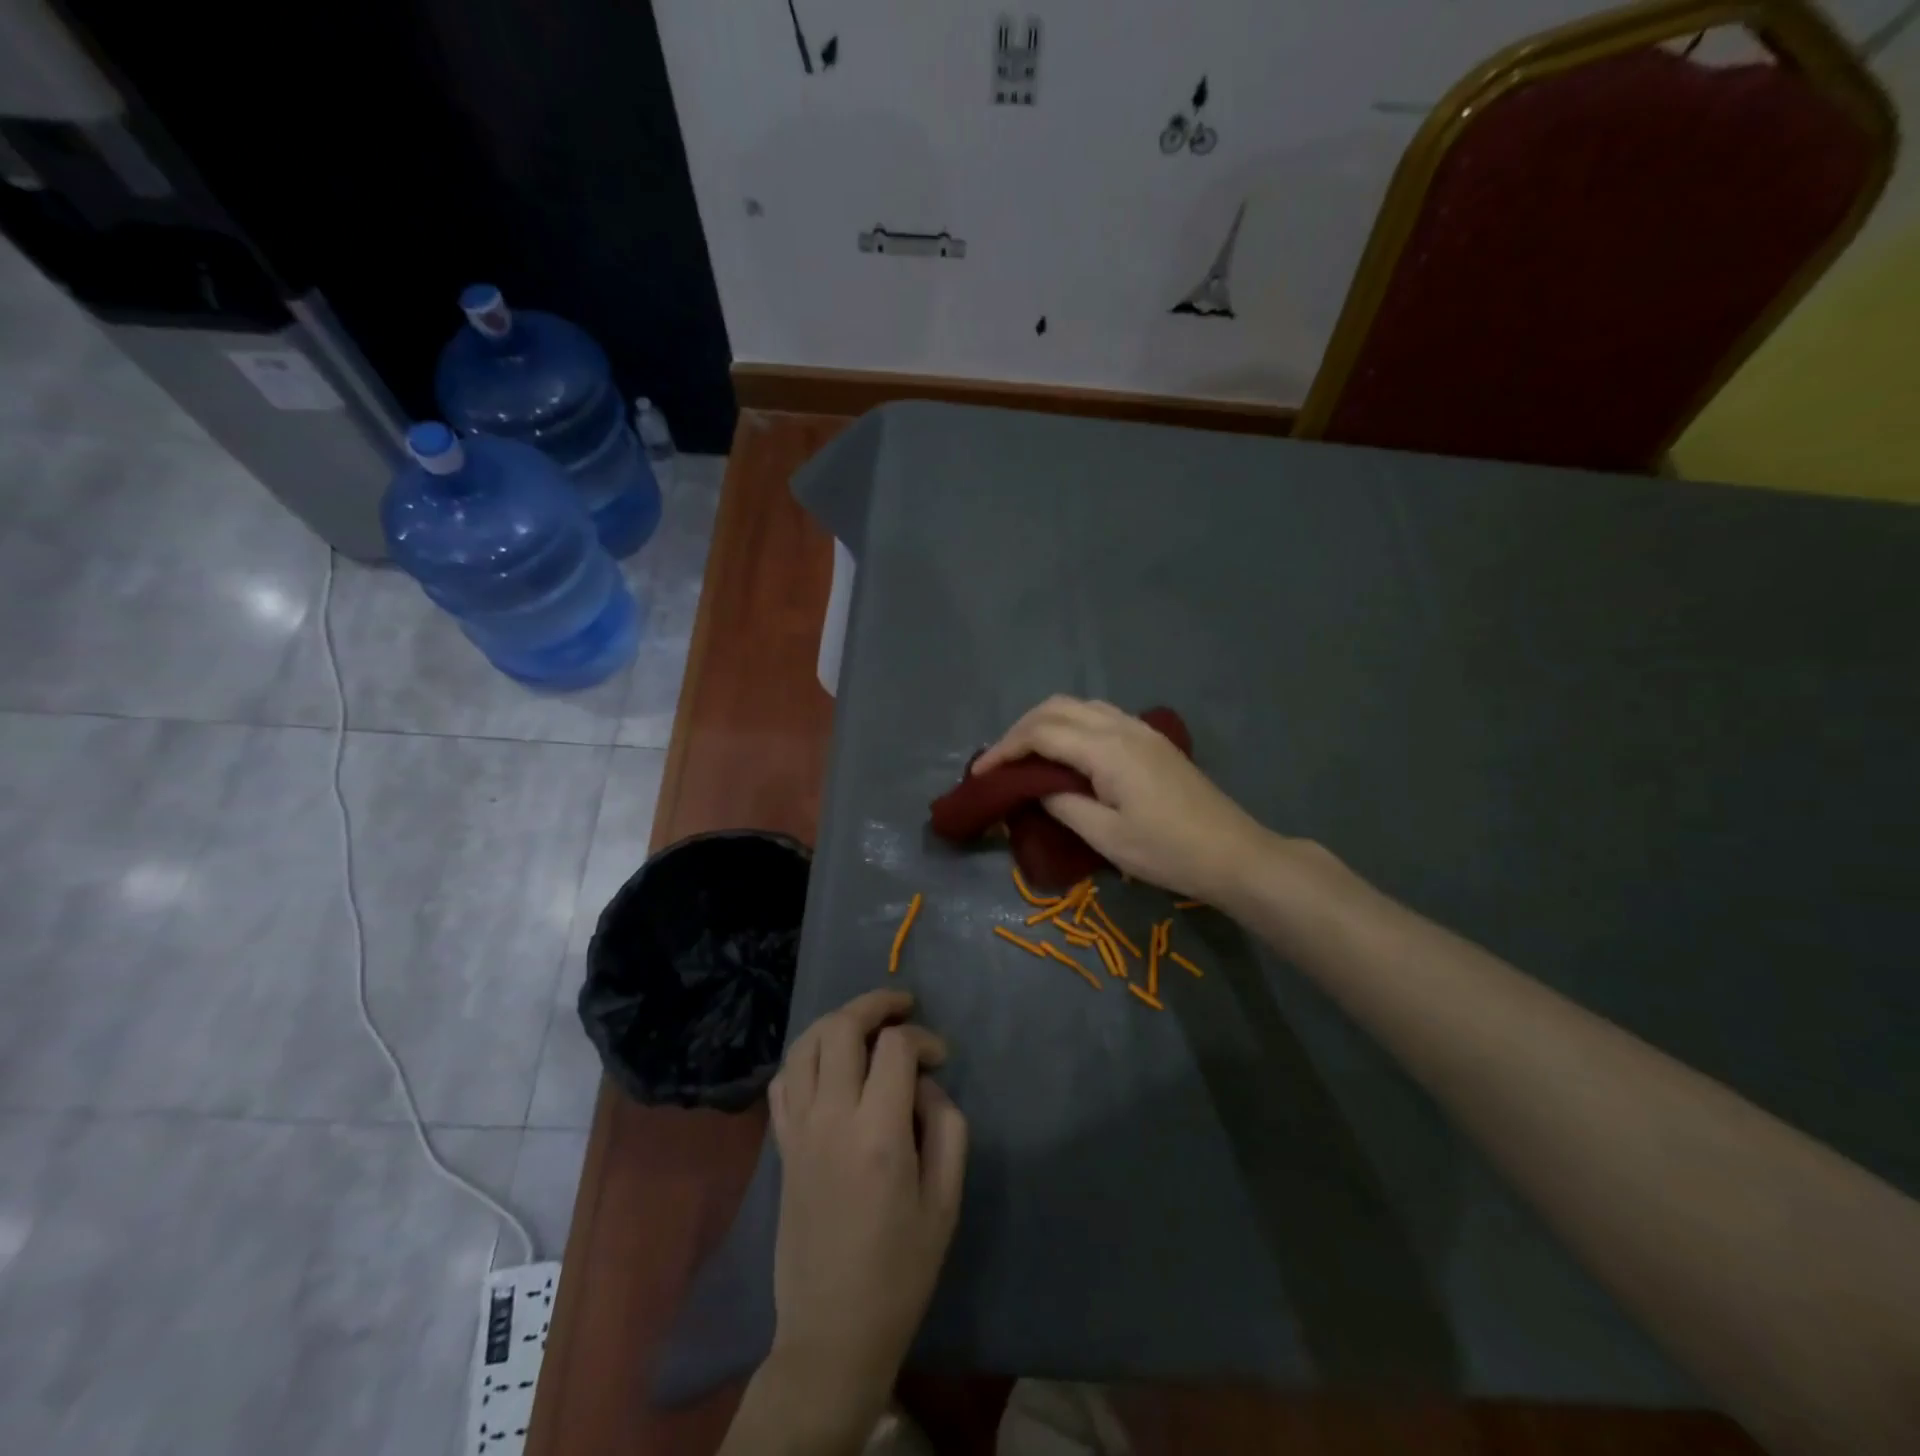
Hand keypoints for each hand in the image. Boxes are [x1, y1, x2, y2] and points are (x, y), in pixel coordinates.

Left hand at [766, 989, 967, 1440]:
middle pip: (841, 1028)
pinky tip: (829, 1062)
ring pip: (805, 1045)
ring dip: (836, 1020)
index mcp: (877, 1134)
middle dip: (875, 1004)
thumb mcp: (946, 1200)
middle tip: (902, 1006)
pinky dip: (806, 1056)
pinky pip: (784, 1081)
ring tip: (865, 1022)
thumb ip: (946, 1127)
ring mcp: (798, 1130)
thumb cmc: (901, 1270)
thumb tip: (925, 1084)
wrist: (833, 1330)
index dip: (923, 1038)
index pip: (895, 1048)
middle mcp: (830, 1119)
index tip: (940, 1057)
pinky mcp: (781, 1147)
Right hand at [974, 695, 1275, 901]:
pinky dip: (1070, 725)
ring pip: (1078, 706)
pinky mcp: (1151, 739)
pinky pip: (1099, 715)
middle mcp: (1121, 726)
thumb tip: (1035, 785)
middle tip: (998, 763)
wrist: (1233, 853)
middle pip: (1056, 708)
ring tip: (1024, 756)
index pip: (1041, 733)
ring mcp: (1140, 729)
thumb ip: (1062, 804)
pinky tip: (1064, 753)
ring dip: (1045, 723)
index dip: (1004, 749)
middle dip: (1019, 730)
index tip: (979, 773)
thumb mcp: (1106, 837)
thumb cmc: (1168, 852)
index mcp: (1107, 749)